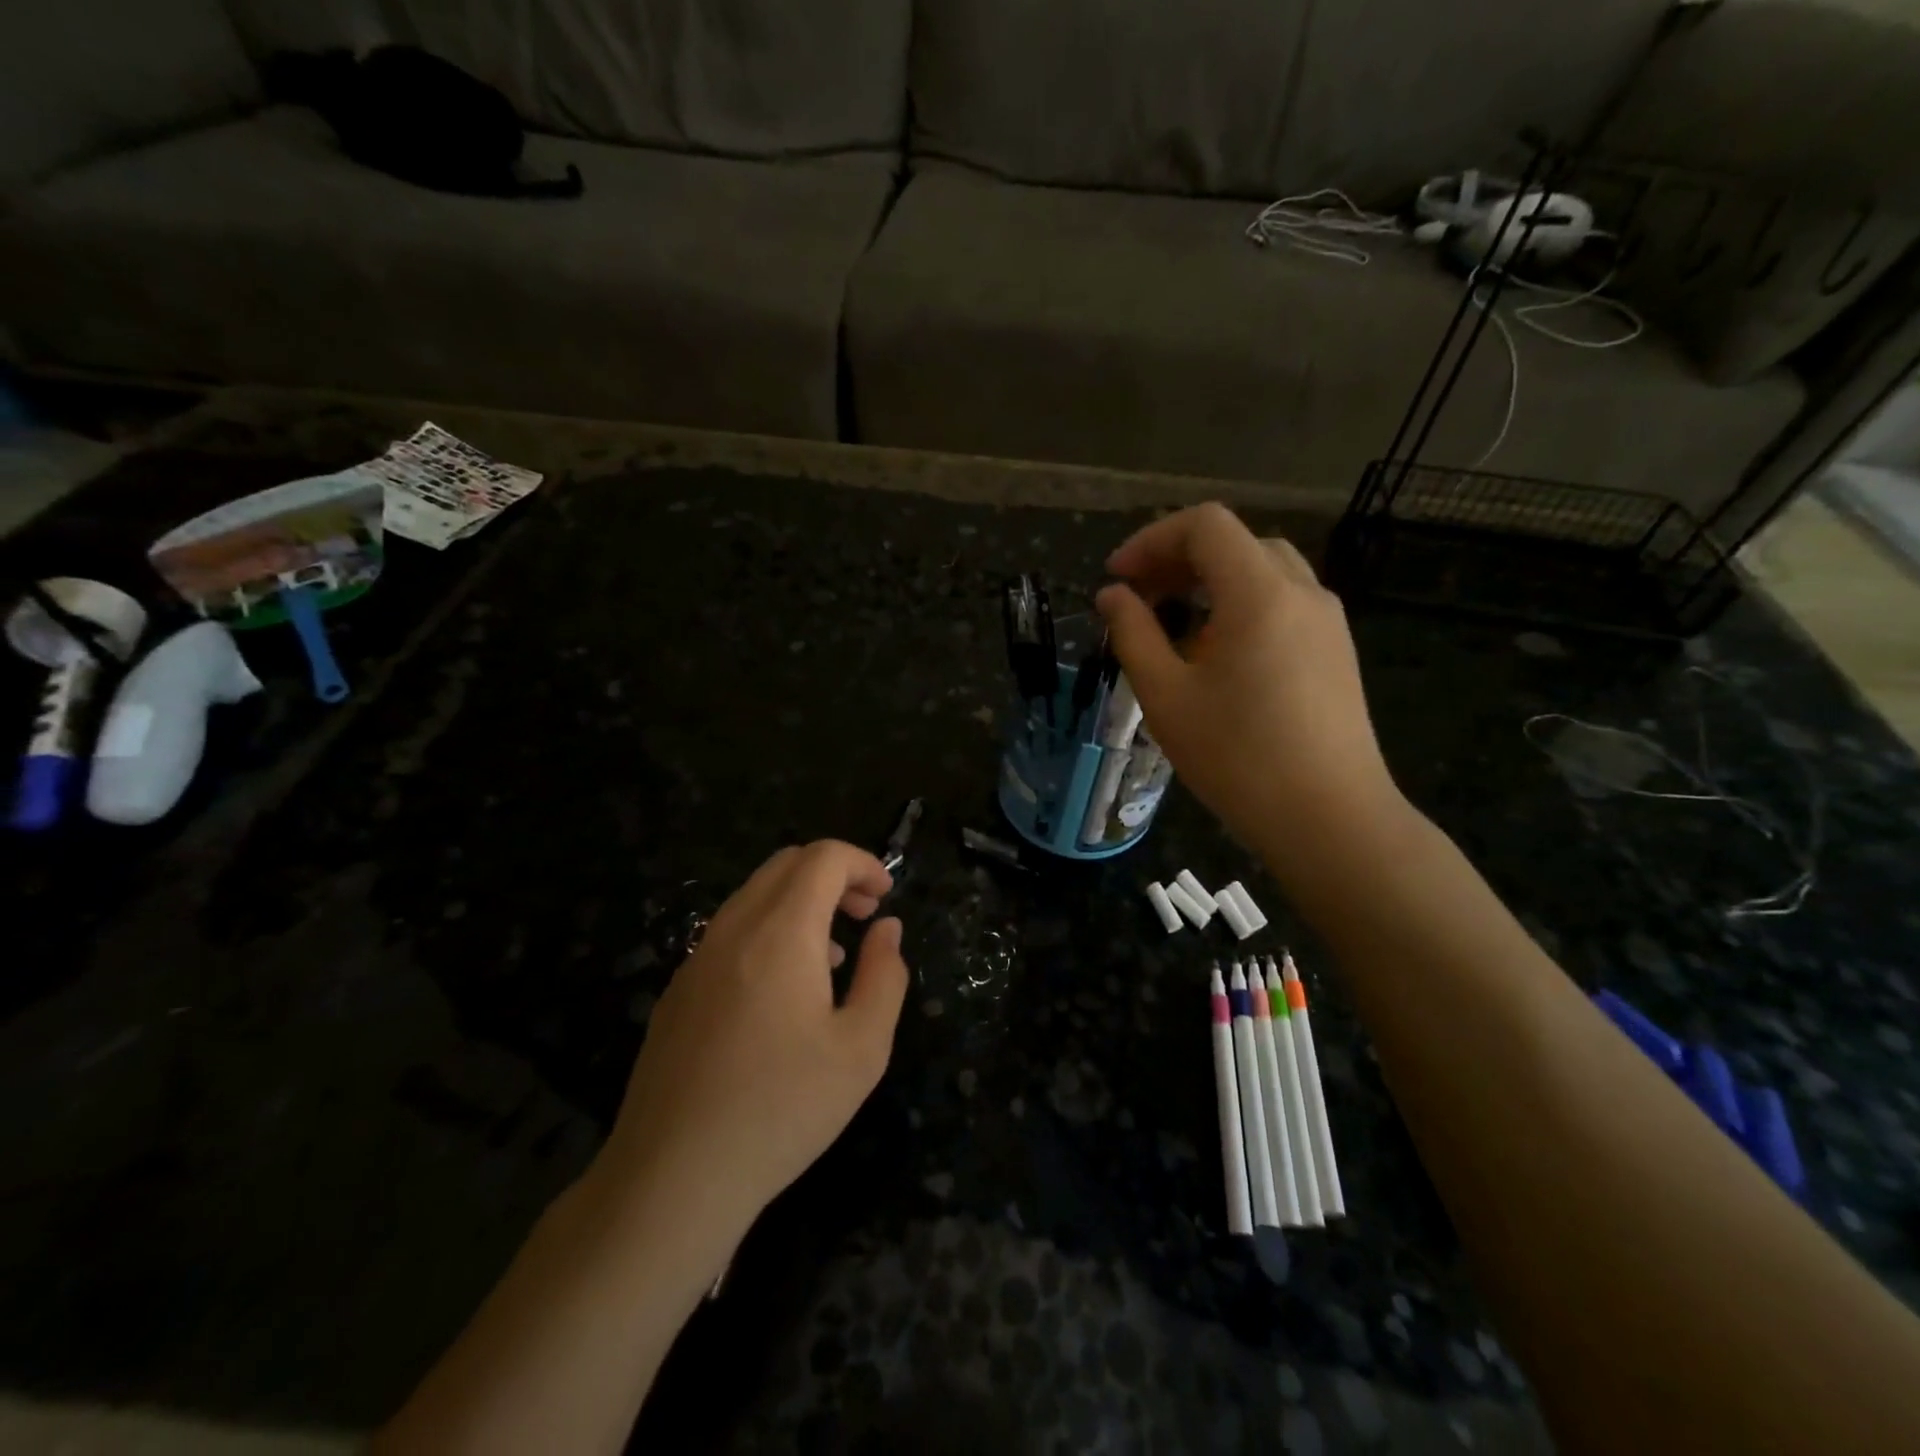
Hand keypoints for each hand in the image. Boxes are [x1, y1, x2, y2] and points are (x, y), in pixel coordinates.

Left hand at [592, 841, 908, 1242]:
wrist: (673, 1177)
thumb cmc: (782, 1109)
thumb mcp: (862, 1048)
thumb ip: (885, 975)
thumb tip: (887, 930)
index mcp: (781, 932)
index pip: (823, 857)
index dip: (863, 863)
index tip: (887, 896)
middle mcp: (734, 928)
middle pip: (786, 864)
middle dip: (834, 875)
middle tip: (866, 914)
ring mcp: (697, 958)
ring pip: (755, 895)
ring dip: (801, 902)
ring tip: (833, 956)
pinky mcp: (678, 990)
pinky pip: (730, 932)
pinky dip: (769, 930)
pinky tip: (782, 992)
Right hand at [1095, 503, 1405, 867]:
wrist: (1329, 819)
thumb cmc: (1237, 757)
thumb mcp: (1166, 696)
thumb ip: (1133, 634)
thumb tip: (1113, 595)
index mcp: (1259, 592)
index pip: (1205, 525)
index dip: (1151, 540)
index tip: (1117, 578)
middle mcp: (1302, 592)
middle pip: (1235, 543)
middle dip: (1178, 560)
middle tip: (1139, 599)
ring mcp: (1327, 621)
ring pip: (1263, 572)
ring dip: (1211, 583)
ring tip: (1174, 627)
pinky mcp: (1336, 651)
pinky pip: (1283, 604)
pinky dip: (1241, 606)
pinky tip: (1218, 656)